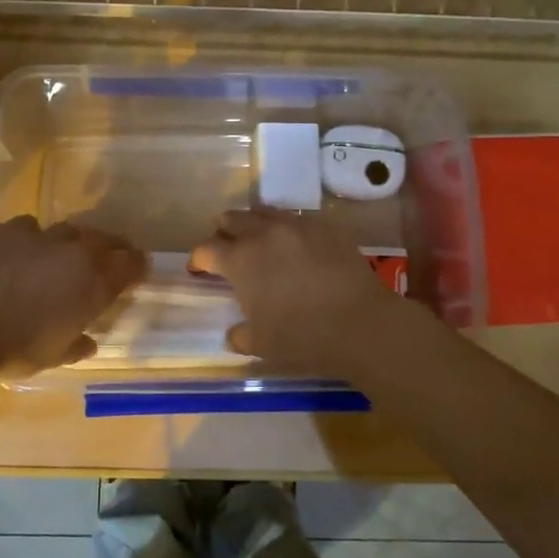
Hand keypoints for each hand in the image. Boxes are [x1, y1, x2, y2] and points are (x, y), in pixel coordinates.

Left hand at [0, 216, 146, 376]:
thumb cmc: (14, 348)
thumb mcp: (52, 356)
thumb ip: (76, 345)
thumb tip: (88, 342)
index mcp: (96, 284)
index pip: (132, 265)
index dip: (139, 267)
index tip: (139, 271)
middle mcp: (77, 253)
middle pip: (107, 240)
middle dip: (114, 249)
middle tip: (112, 258)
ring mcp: (44, 236)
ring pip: (73, 230)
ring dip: (77, 242)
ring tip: (70, 253)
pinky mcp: (12, 229)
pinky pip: (34, 228)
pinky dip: (37, 238)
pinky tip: (27, 250)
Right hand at [187, 208, 400, 375]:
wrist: (360, 323)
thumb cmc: (302, 337)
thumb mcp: (260, 344)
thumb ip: (239, 335)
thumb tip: (233, 333)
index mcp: (240, 260)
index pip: (206, 249)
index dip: (198, 259)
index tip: (198, 269)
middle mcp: (264, 233)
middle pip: (233, 219)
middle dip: (224, 232)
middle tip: (226, 247)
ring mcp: (297, 226)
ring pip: (265, 212)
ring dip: (255, 224)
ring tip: (258, 240)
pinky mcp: (326, 227)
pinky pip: (298, 220)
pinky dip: (287, 230)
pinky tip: (295, 246)